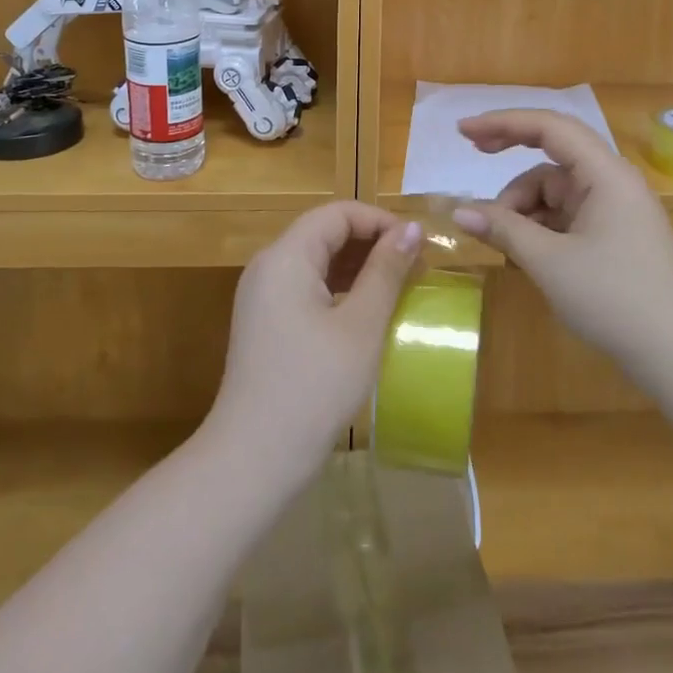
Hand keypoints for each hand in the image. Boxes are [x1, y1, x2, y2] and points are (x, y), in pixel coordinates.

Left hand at [206, 201, 423, 487]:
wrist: (254, 458)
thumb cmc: (315, 386)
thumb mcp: (361, 326)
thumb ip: (386, 271)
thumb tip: (412, 229)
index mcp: (286, 257)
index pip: (337, 214)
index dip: (380, 221)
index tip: (418, 245)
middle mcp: (268, 266)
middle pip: (324, 233)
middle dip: (371, 243)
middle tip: (414, 267)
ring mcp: (262, 296)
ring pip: (316, 261)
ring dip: (357, 267)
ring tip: (398, 287)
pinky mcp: (264, 323)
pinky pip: (306, 288)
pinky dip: (339, 289)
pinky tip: (367, 312)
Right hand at [452, 110, 672, 376]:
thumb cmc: (614, 299)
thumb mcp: (549, 262)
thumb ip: (503, 229)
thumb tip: (459, 211)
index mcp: (605, 174)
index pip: (550, 127)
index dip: (504, 122)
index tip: (463, 131)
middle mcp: (612, 182)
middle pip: (552, 156)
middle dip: (511, 157)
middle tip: (471, 153)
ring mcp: (615, 209)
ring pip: (555, 190)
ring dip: (524, 207)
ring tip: (504, 243)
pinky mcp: (614, 235)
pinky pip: (567, 215)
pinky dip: (541, 226)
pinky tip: (526, 253)